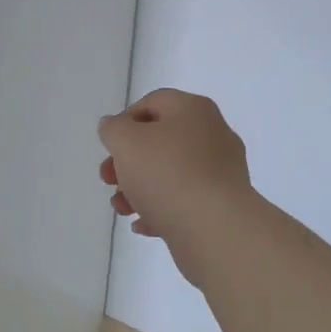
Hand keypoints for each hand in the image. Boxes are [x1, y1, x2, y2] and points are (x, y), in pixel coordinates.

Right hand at [98, 89, 251, 276]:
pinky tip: (142, 225)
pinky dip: (161, 209)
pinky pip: (184, 201)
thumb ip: (113, 129)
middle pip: (160, 141)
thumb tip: (116, 128)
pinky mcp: (222, 205)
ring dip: (139, 189)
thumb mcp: (125, 141)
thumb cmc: (167, 174)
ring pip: (170, 174)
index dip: (124, 122)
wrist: (215, 229)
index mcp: (193, 109)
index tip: (109, 148)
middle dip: (128, 161)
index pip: (152, 103)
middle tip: (109, 180)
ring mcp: (220, 171)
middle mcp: (212, 134)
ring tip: (122, 209)